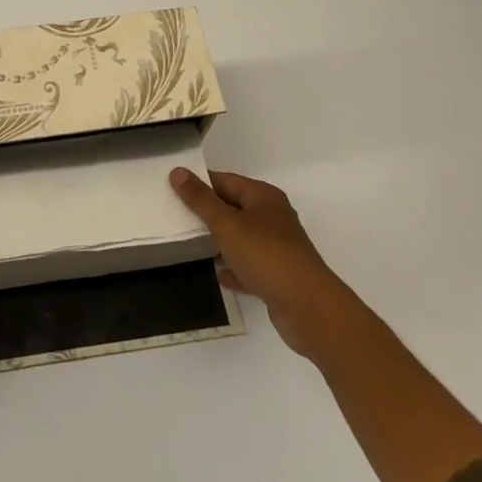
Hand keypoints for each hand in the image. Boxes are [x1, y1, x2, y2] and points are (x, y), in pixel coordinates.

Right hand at [170, 167, 341, 360]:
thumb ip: (200, 199)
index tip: (173, 189)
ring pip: (241, 237)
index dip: (200, 183)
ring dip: (219, 241)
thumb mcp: (226, 224)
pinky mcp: (278, 276)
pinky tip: (217, 274)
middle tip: (176, 216)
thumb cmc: (266, 256)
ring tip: (190, 243)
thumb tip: (177, 171)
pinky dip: (234, 267)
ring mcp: (278, 248)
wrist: (309, 309)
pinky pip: (249, 266)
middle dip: (207, 212)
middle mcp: (273, 217)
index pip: (225, 180)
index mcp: (263, 197)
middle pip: (234, 207)